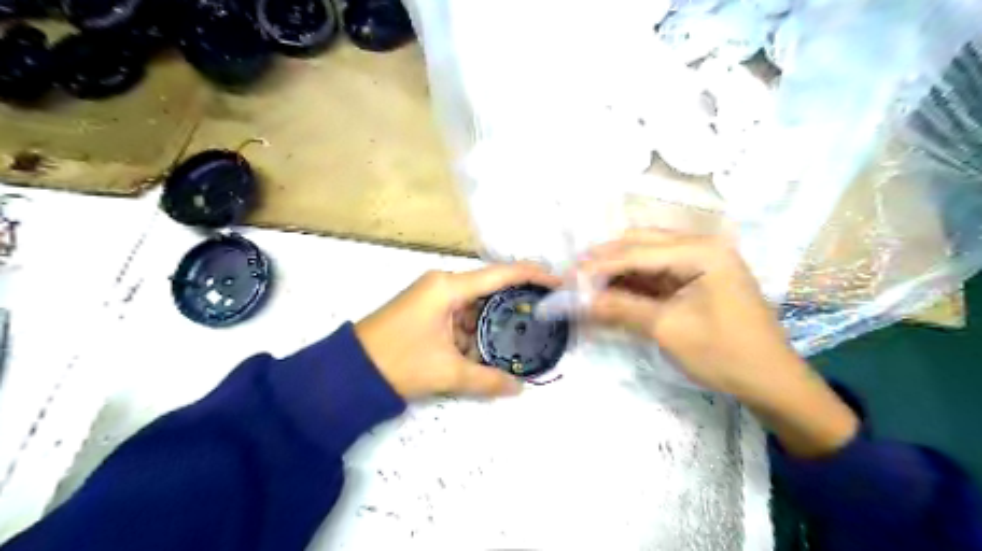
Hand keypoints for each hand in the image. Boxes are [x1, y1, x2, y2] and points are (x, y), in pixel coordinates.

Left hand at [357, 263, 558, 398]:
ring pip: (474, 306)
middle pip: (489, 289)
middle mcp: (442, 284)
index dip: (533, 274)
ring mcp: (433, 296)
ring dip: (490, 324)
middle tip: (543, 317)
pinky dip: (472, 331)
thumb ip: (486, 379)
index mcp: (449, 287)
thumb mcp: (446, 372)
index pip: (501, 273)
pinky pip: (459, 316)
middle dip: (513, 305)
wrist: (348, 371)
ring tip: (519, 338)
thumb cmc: (398, 362)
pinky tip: (485, 349)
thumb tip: (519, 389)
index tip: (558, 282)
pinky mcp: (426, 310)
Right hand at [577, 227, 796, 400]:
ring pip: (646, 259)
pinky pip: (656, 275)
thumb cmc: (724, 354)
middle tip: (574, 278)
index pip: (638, 251)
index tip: (569, 279)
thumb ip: (621, 309)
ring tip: (586, 285)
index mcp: (702, 251)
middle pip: (641, 245)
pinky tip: (610, 292)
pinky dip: (632, 284)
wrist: (771, 383)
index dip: (600, 265)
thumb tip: (579, 301)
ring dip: (617, 271)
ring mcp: (700, 263)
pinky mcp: (696, 281)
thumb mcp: (668, 329)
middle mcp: (701, 247)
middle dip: (606, 261)